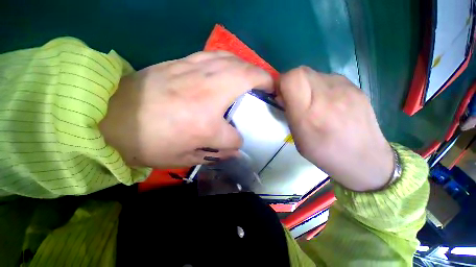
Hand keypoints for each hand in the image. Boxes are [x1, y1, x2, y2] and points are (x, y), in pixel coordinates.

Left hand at [99, 51, 272, 168]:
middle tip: (271, 90)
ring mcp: (196, 73)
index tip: (235, 142)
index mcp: (205, 125)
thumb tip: (234, 148)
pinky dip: (231, 60)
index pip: (234, 137)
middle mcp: (207, 94)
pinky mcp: (184, 61)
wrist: (111, 117)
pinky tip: (231, 67)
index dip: (237, 142)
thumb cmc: (148, 142)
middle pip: (248, 79)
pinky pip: (217, 55)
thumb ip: (215, 153)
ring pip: (235, 61)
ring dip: (250, 68)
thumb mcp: (184, 158)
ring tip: (255, 78)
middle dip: (265, 82)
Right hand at [277, 67, 393, 191]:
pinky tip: (328, 102)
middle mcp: (329, 96)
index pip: (292, 78)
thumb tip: (282, 95)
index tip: (281, 95)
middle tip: (295, 99)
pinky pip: (329, 79)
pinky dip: (321, 87)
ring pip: (315, 74)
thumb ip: (289, 112)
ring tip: (313, 103)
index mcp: (310, 114)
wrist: (366, 160)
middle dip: (292, 83)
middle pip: (302, 72)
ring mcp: (346, 88)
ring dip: (306, 85)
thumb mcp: (298, 138)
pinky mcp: (357, 87)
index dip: (282, 83)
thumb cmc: (325, 152)